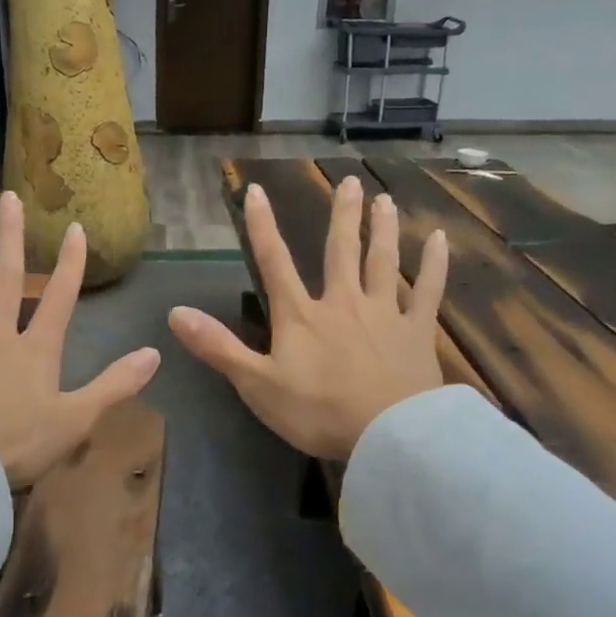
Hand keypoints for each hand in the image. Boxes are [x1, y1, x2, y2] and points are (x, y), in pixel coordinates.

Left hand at [0, 192, 160, 487]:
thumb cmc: (20, 446)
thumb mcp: (77, 419)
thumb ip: (115, 384)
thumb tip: (155, 352)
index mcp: (36, 351)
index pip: (60, 298)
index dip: (70, 263)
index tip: (75, 228)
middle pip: (7, 280)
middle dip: (11, 238)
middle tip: (9, 197)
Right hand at [169, 176, 448, 461]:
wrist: (387, 434)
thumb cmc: (317, 411)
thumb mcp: (256, 384)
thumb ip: (217, 347)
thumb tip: (175, 313)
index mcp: (301, 316)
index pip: (274, 262)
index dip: (262, 226)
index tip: (256, 191)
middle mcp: (342, 302)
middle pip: (340, 251)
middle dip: (341, 216)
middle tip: (349, 182)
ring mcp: (383, 314)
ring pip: (382, 261)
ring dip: (382, 229)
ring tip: (384, 200)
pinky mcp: (417, 332)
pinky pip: (427, 291)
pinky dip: (435, 265)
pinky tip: (440, 240)